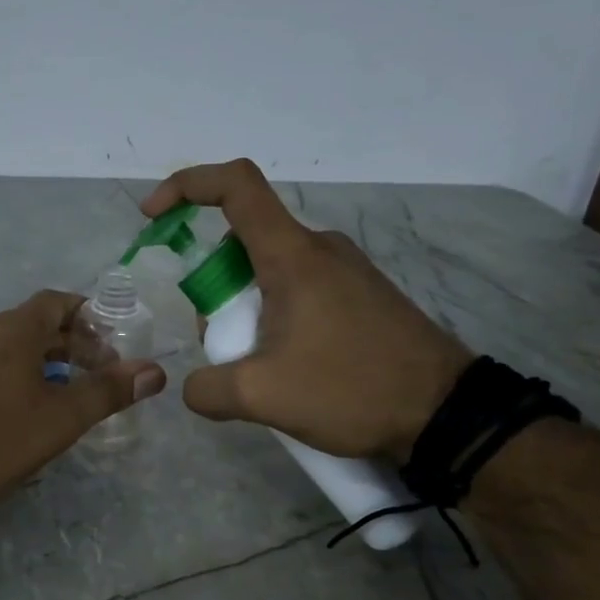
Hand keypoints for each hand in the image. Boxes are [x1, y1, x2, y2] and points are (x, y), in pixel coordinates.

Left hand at [0, 289, 165, 514]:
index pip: (56, 302)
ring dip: (41, 363)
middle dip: (70, 345)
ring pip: (8, 347)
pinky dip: (13, 376)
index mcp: (12, 328)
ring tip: (64, 395)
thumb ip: (108, 391)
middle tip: (97, 375)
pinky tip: (19, 412)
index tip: (111, 344)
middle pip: (33, 324)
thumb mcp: (61, 418)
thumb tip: (155, 371)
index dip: (88, 317)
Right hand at [141, 159, 469, 461]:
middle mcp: (320, 249)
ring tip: (260, 369)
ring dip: (246, 311)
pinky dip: (276, 318)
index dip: (187, 185)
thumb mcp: (261, 397)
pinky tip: (290, 368)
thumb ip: (207, 389)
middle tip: (224, 347)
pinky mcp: (362, 296)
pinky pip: (300, 291)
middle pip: (244, 244)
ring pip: (270, 273)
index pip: (236, 187)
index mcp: (292, 256)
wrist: (445, 413)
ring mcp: (346, 271)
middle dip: (215, 290)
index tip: (154, 215)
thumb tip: (194, 387)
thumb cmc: (351, 389)